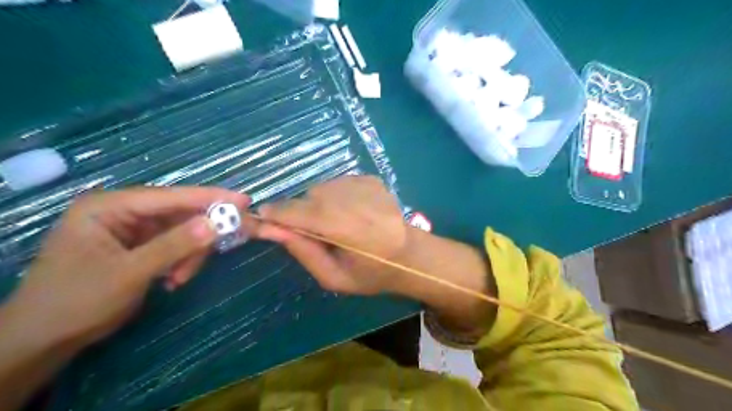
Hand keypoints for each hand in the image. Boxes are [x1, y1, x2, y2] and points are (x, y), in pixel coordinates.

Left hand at [2, 186, 250, 350]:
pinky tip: (173, 279)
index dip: (209, 198)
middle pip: (179, 213)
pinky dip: (182, 261)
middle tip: (225, 246)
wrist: (45, 339)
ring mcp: (133, 229)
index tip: (244, 200)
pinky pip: (176, 245)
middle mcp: (123, 211)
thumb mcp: (129, 273)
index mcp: (109, 206)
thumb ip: (174, 246)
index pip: (170, 196)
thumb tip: (216, 224)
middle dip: (199, 235)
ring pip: (182, 231)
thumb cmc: (77, 301)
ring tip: (179, 278)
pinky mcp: (141, 245)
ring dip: (189, 254)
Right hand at [255, 176, 408, 295]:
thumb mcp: (334, 277)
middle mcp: (352, 200)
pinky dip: (335, 196)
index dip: (275, 214)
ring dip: (319, 204)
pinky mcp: (370, 179)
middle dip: (300, 213)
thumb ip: (303, 252)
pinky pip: (338, 183)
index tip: (263, 220)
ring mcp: (364, 185)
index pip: (297, 212)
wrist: (410, 254)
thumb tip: (272, 229)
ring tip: (336, 224)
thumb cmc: (371, 274)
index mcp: (345, 228)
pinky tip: (351, 213)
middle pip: (308, 197)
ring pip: (321, 188)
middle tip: (315, 233)